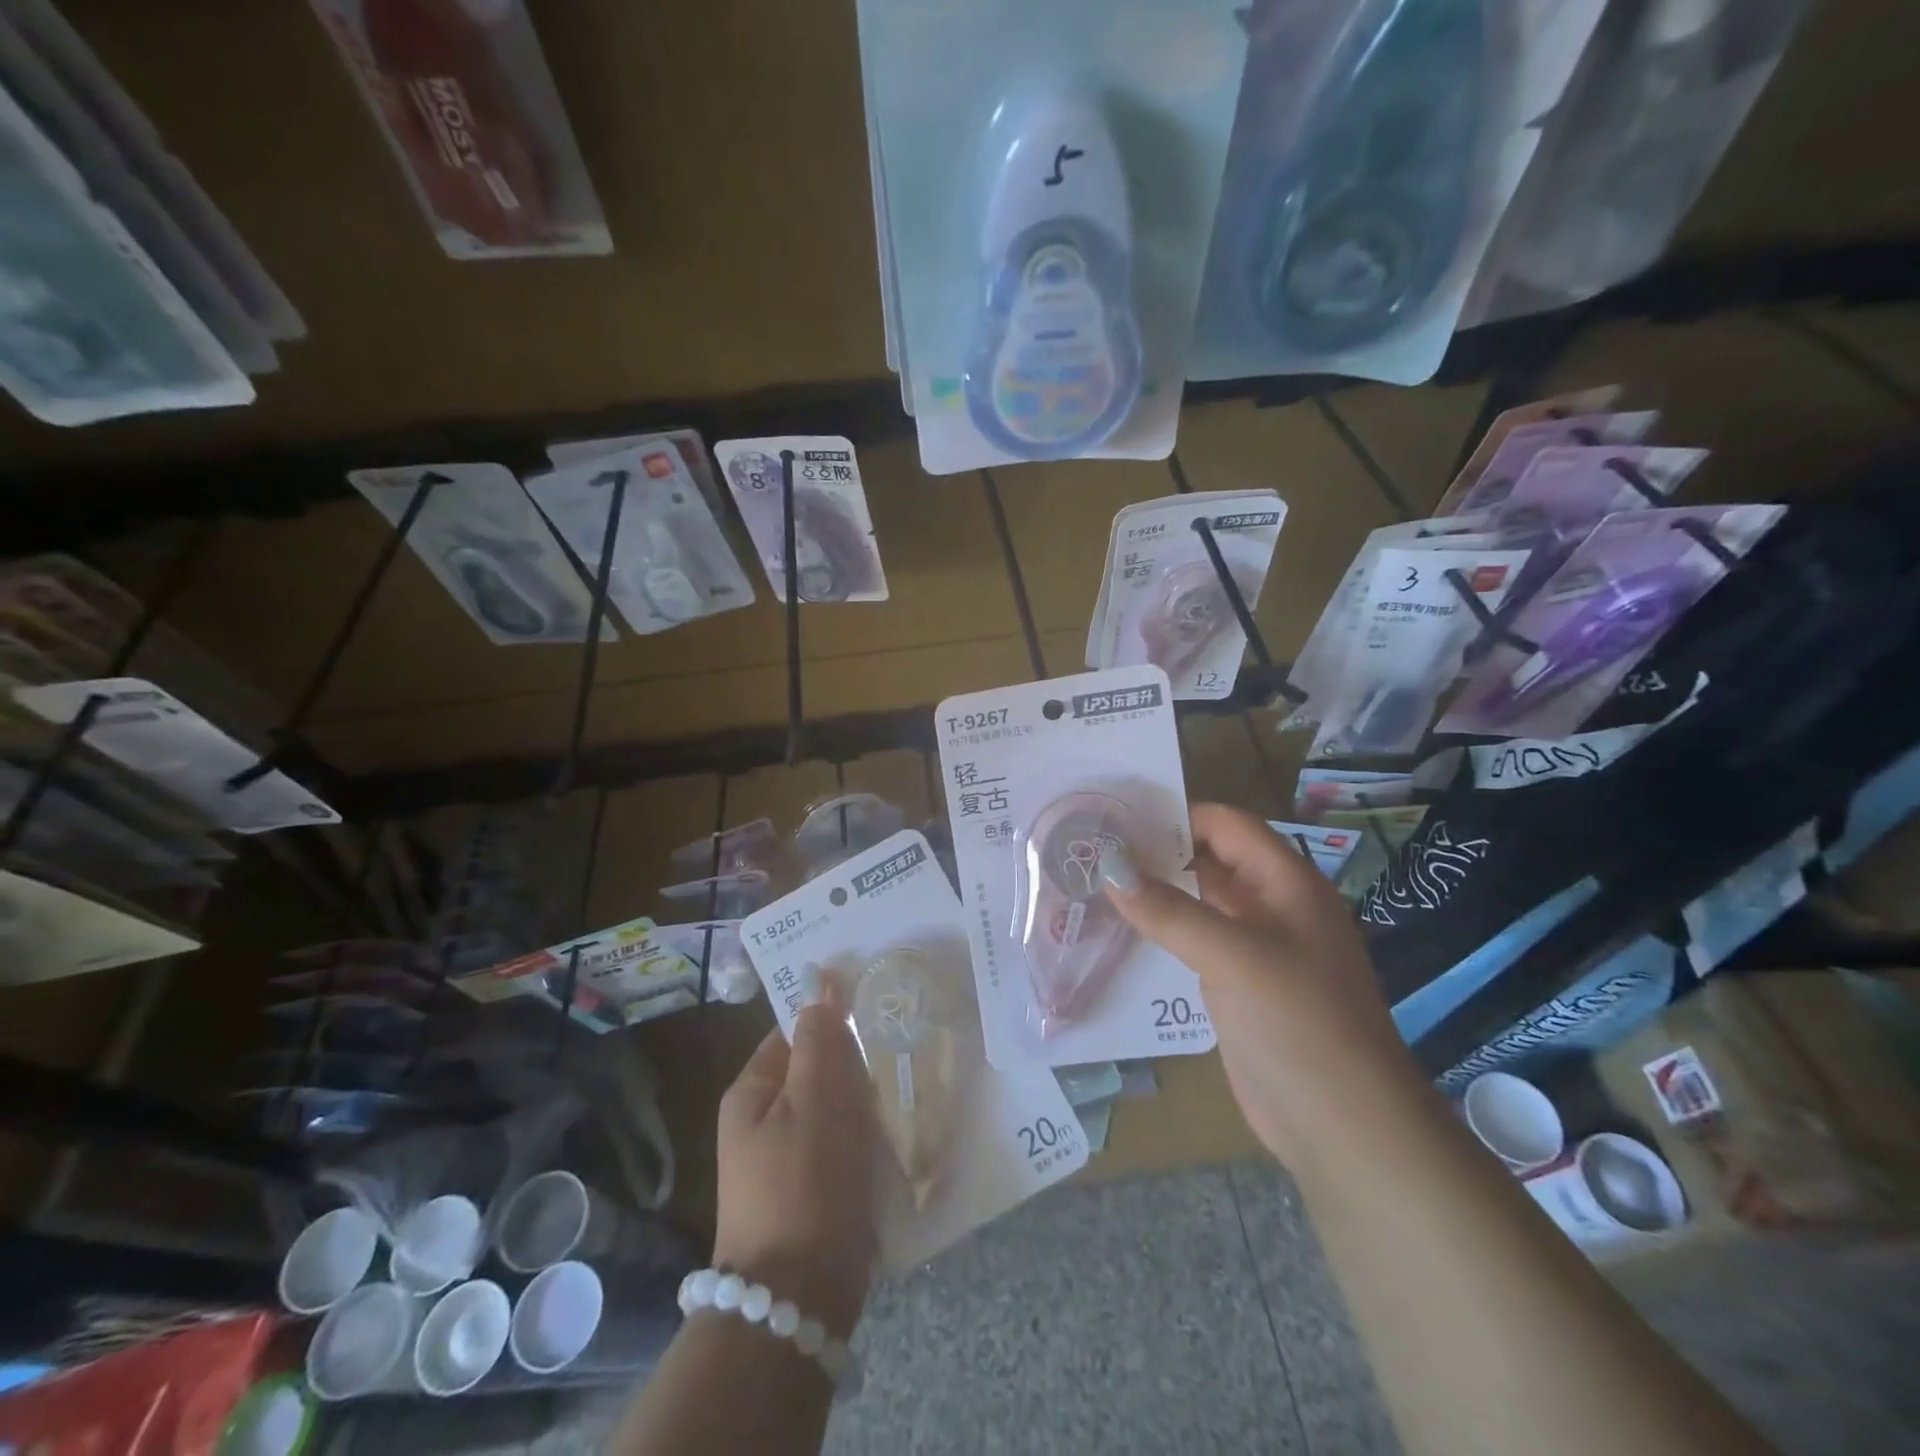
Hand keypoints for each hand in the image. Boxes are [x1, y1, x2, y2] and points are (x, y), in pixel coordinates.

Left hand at [713, 987, 879, 1335]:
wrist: (797, 1300)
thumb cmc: (805, 1183)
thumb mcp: (816, 1098)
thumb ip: (821, 1036)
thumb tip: (819, 978)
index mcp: (752, 1091)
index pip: (796, 1030)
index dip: (834, 1021)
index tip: (877, 1018)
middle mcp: (759, 1122)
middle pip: (816, 1070)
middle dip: (855, 1067)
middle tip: (893, 1064)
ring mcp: (781, 1161)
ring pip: (833, 1109)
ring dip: (864, 1104)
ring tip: (900, 1097)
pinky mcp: (806, 1193)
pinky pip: (839, 1146)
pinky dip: (863, 1140)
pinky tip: (892, 1140)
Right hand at [1101, 802, 1421, 1166]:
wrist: (1344, 1127)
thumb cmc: (1300, 1025)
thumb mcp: (1234, 958)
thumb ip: (1170, 911)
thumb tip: (1108, 869)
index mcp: (1286, 883)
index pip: (1226, 825)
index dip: (1176, 814)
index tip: (1116, 817)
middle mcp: (1271, 906)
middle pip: (1209, 860)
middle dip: (1157, 852)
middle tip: (1093, 848)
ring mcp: (1255, 947)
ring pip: (1198, 902)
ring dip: (1155, 892)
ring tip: (1095, 881)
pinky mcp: (1238, 984)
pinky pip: (1194, 942)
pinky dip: (1161, 930)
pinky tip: (1121, 929)